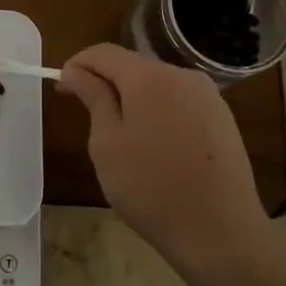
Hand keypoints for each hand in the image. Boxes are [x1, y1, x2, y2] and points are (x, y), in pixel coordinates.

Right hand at [57, 43, 274, 285]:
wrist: (218, 232)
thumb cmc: (149, 187)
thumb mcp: (107, 143)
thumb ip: (93, 98)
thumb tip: (75, 71)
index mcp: (150, 77)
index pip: (104, 53)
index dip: (77, 65)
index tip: (62, 89)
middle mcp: (183, 76)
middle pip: (133, 66)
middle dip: (105, 82)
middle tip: (85, 115)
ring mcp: (209, 97)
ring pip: (158, 85)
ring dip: (132, 99)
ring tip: (119, 136)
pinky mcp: (223, 120)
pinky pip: (179, 103)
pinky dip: (157, 113)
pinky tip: (153, 147)